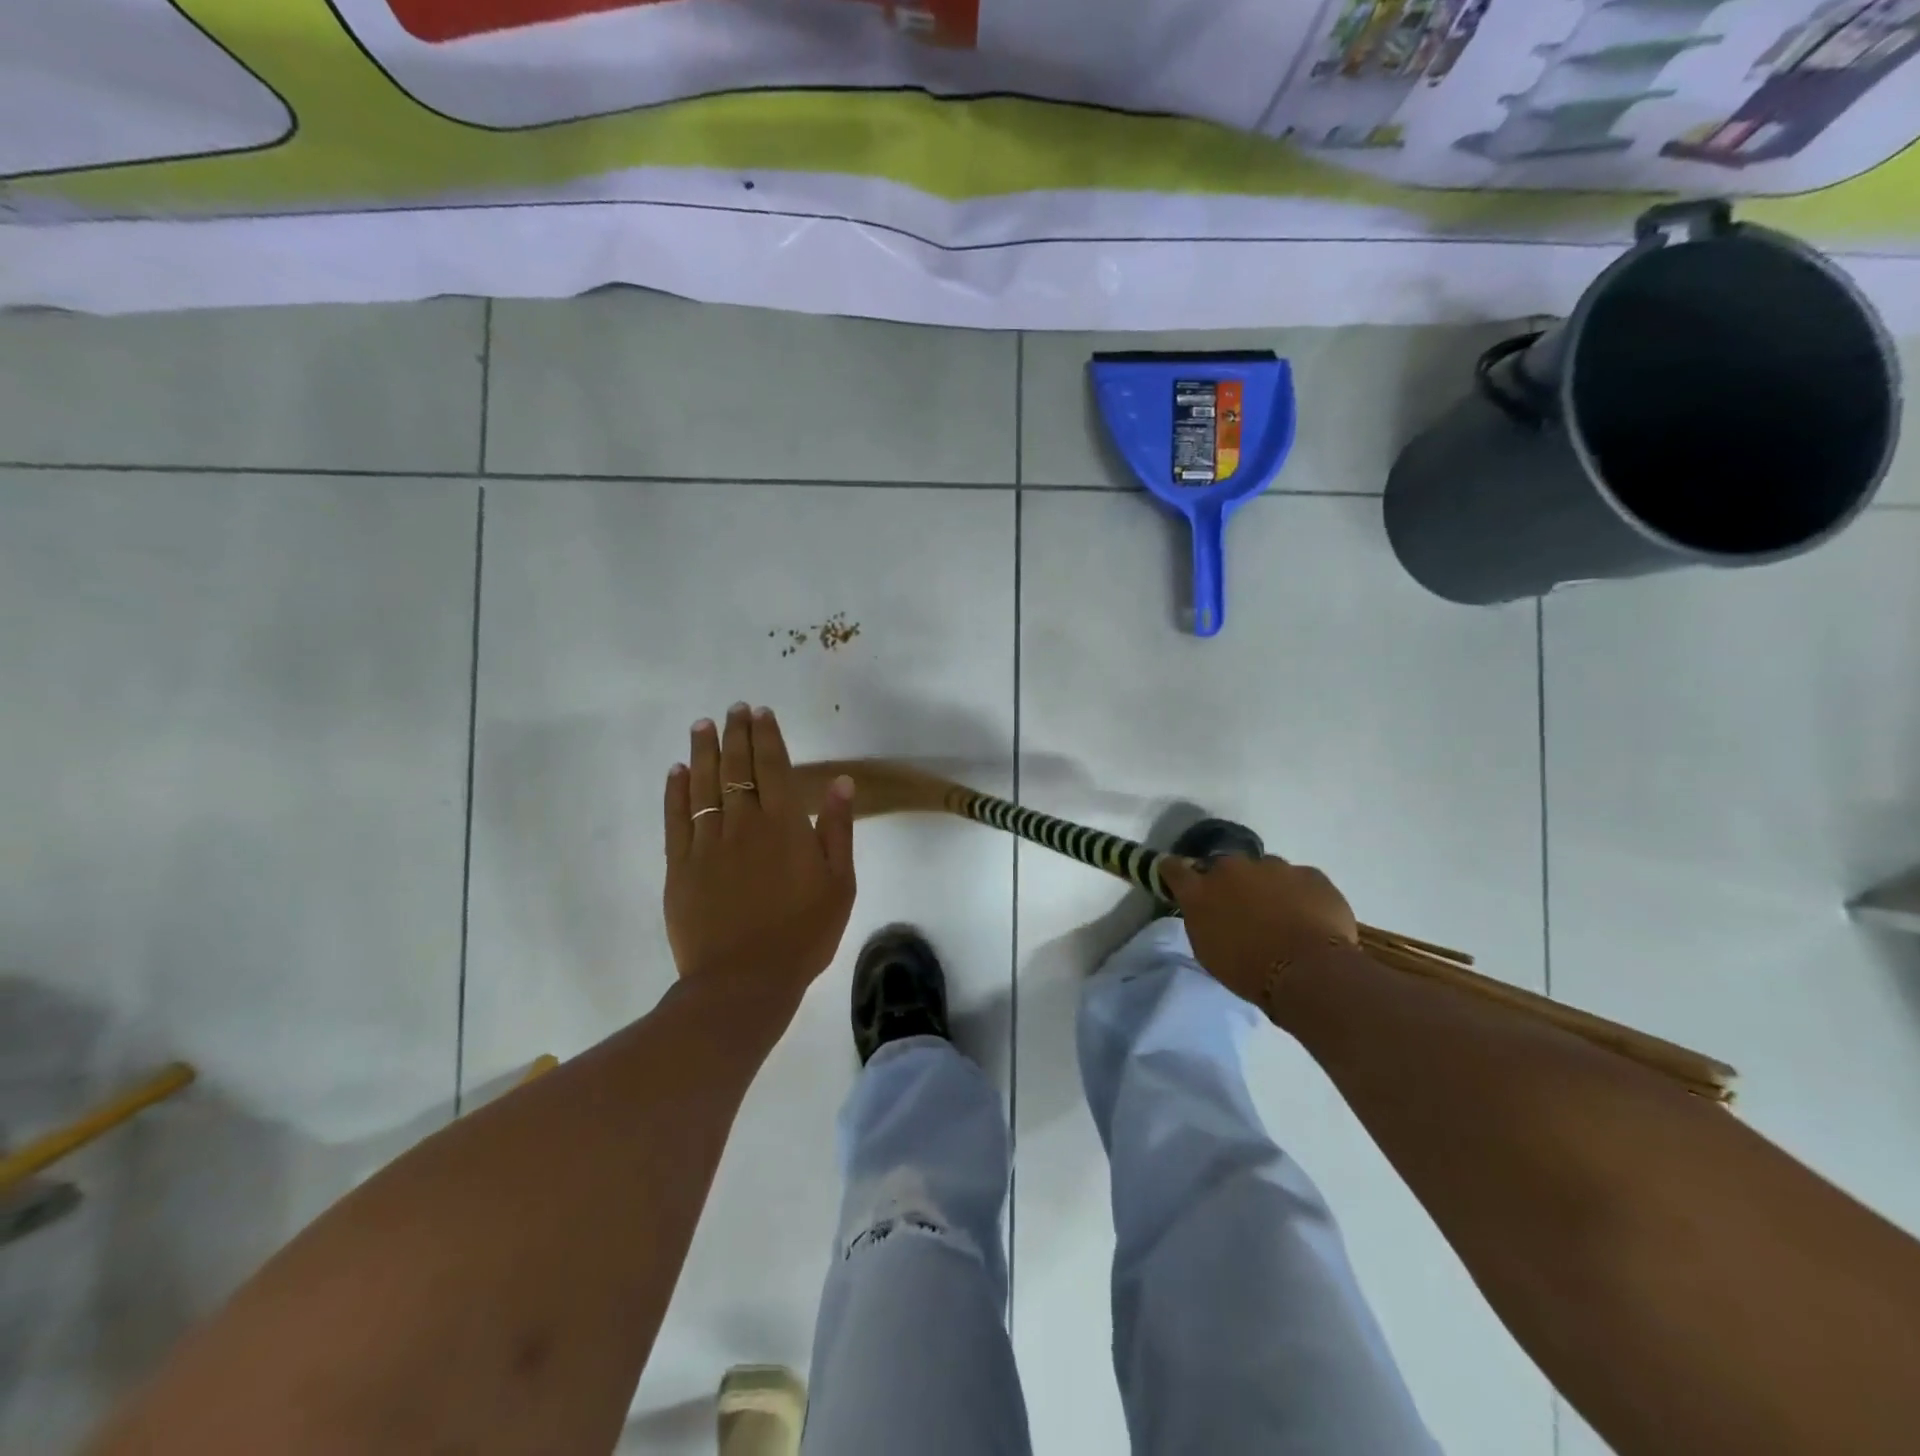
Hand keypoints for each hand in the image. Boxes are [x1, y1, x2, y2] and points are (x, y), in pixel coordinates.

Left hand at [663, 704, 856, 1008]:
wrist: (744, 981)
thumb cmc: (803, 933)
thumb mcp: (839, 883)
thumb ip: (837, 829)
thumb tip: (841, 782)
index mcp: (783, 825)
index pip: (772, 766)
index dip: (766, 736)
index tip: (760, 712)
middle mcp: (743, 823)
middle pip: (736, 767)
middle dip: (736, 733)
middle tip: (732, 708)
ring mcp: (707, 843)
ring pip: (704, 785)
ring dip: (704, 751)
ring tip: (703, 725)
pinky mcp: (680, 866)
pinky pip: (677, 818)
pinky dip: (677, 791)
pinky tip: (677, 771)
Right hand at [1158, 853, 1357, 1012]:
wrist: (1311, 971)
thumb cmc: (1251, 971)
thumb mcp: (1210, 951)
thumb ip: (1204, 921)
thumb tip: (1208, 910)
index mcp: (1200, 891)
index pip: (1173, 868)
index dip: (1175, 872)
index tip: (1179, 880)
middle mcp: (1231, 868)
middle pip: (1224, 867)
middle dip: (1229, 883)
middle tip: (1242, 909)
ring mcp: (1273, 866)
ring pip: (1264, 871)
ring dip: (1266, 887)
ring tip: (1282, 917)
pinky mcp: (1309, 873)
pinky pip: (1299, 880)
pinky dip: (1300, 894)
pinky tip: (1310, 919)